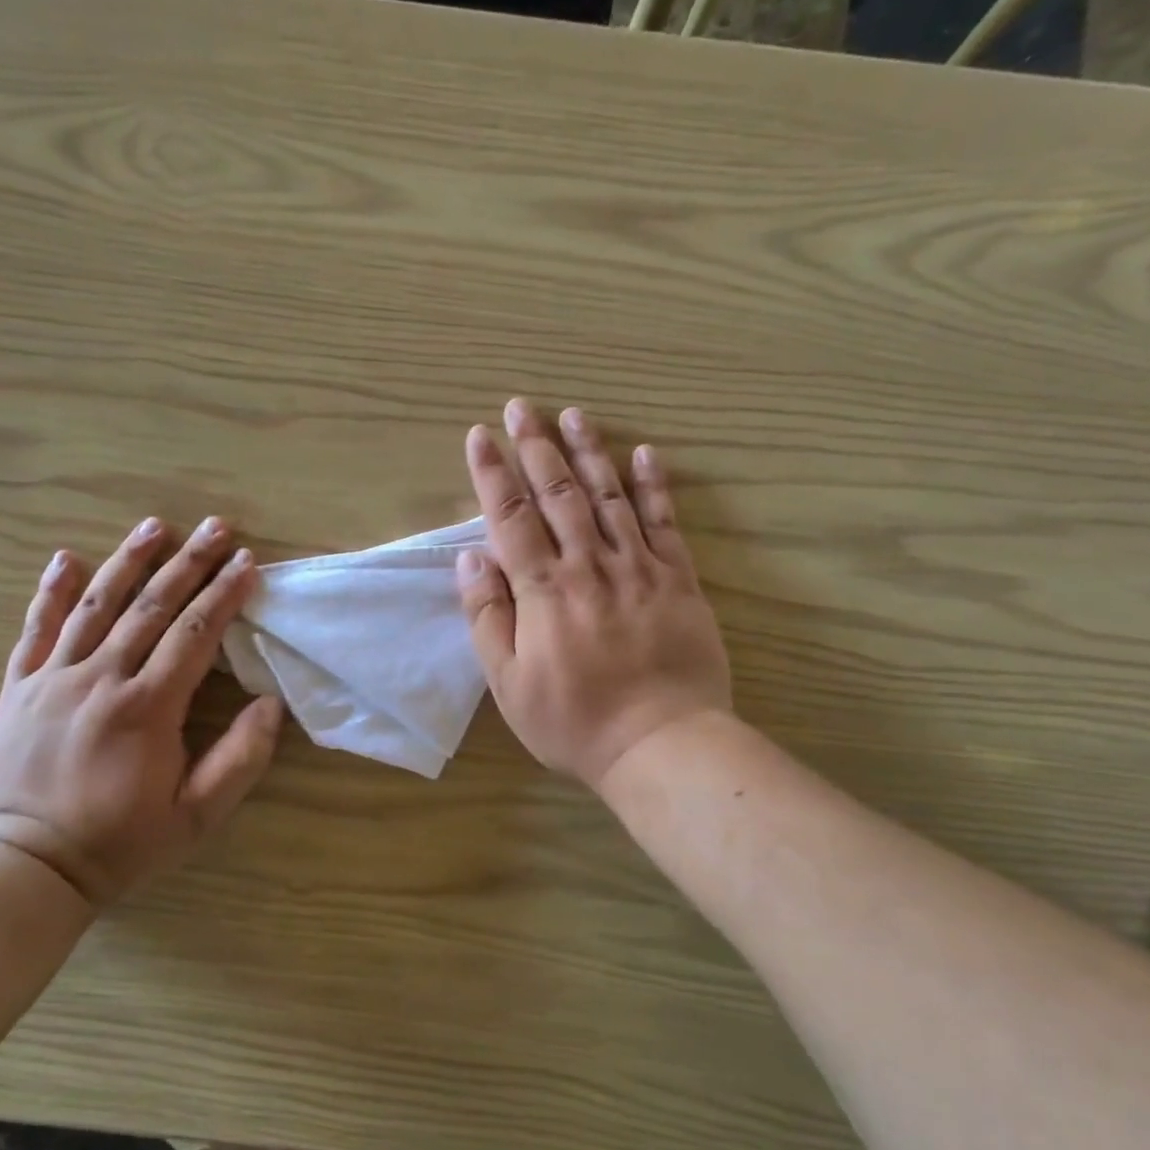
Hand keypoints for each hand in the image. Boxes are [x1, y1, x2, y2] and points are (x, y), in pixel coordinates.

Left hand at [0, 517, 284, 909]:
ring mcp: (53, 680)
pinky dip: (51, 593)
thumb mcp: (194, 817)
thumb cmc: (118, 844)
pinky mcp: (17, 690)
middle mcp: (100, 680)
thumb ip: (239, 760)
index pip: (195, 635)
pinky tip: (65, 559)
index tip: (247, 562)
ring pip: (96, 607)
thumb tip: (271, 705)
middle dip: (189, 563)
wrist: (23, 869)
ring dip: (128, 562)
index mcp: (147, 708)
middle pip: (151, 608)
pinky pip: (35, 631)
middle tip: (216, 527)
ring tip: (155, 526)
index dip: (224, 595)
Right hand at [458, 399, 732, 790]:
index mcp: (543, 590)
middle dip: (536, 446)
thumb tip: (472, 557)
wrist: (661, 744)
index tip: (480, 436)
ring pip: (609, 497)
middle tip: (521, 406)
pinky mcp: (678, 580)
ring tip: (572, 414)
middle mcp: (588, 565)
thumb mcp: (508, 683)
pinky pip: (665, 523)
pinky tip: (644, 453)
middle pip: (558, 494)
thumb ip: (488, 616)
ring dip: (588, 452)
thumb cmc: (573, 721)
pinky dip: (654, 486)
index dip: (493, 474)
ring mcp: (638, 568)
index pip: (511, 517)